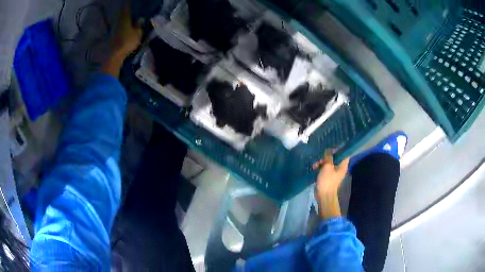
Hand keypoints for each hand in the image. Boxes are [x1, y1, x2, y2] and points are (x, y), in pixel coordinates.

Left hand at [112, 1, 142, 56]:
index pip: (126, 8)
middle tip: (127, 8)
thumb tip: (140, 19)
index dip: (128, 4)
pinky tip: (123, 27)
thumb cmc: (127, 42)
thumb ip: (138, 25)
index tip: (128, 1)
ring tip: (126, 17)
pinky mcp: (112, 36)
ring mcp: (114, 29)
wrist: (115, 55)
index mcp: (125, 19)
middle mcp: (118, 22)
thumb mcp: (137, 34)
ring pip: (119, 21)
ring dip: (122, 19)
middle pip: (121, 14)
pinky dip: (120, 26)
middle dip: (124, 11)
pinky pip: (117, 28)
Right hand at [313, 151, 349, 218]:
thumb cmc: (327, 181)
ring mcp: (334, 173)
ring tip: (315, 164)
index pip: (344, 153)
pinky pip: (325, 169)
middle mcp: (340, 168)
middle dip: (327, 156)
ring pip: (329, 163)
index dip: (339, 149)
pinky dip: (320, 167)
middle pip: (335, 158)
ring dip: (322, 162)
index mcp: (343, 165)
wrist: (324, 195)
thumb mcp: (327, 167)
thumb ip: (328, 157)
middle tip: (321, 157)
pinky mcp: (328, 177)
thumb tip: (329, 150)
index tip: (332, 146)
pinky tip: (314, 168)